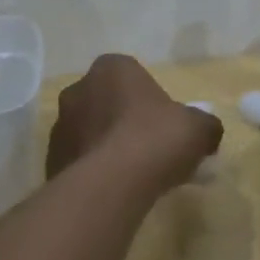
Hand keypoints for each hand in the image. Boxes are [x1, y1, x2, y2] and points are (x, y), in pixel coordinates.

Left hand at [48, 55, 222, 190]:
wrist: (111, 184)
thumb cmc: (156, 139)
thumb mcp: (198, 128)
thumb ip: (205, 126)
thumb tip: (208, 134)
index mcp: (112, 68)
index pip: (131, 75)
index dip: (149, 99)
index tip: (164, 124)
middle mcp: (78, 89)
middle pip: (107, 102)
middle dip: (123, 121)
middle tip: (149, 148)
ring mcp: (60, 126)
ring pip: (89, 132)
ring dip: (105, 146)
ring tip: (131, 175)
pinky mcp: (50, 162)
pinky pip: (78, 162)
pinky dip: (93, 172)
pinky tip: (113, 190)